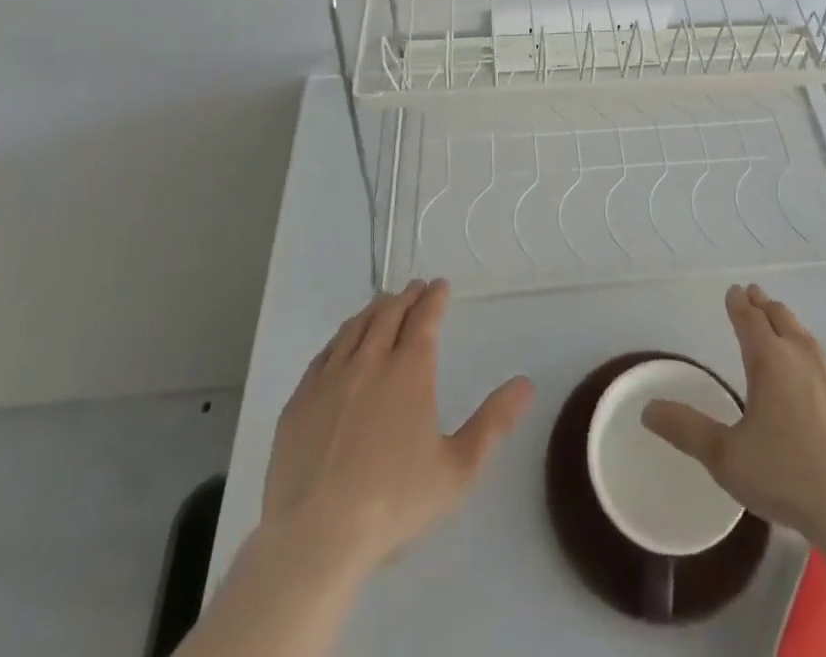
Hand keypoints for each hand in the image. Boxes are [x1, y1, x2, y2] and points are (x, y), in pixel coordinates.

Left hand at [262, 279, 534, 573]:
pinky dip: (341, 338)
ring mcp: (330, 379)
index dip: (434, 297)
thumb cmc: (394, 503)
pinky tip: (342, 344)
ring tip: (383, 305)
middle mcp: (370, 361)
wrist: (315, 538)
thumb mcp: (458, 469)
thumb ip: (494, 423)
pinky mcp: (299, 401)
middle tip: (415, 288)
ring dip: (374, 310)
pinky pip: (324, 354)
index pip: (424, 317)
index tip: (440, 286)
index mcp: (410, 370)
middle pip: (389, 314)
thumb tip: (526, 384)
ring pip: (355, 328)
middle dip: (406, 297)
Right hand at [642, 284, 825, 543]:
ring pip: (808, 338)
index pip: (750, 319)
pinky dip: (814, 358)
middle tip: (755, 295)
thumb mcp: (725, 457)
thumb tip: (647, 410)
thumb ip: (686, 430)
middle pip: (781, 319)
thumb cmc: (785, 475)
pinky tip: (817, 375)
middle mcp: (802, 357)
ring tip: (783, 325)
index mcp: (769, 360)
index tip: (734, 290)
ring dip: (791, 326)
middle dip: (765, 305)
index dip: (739, 303)